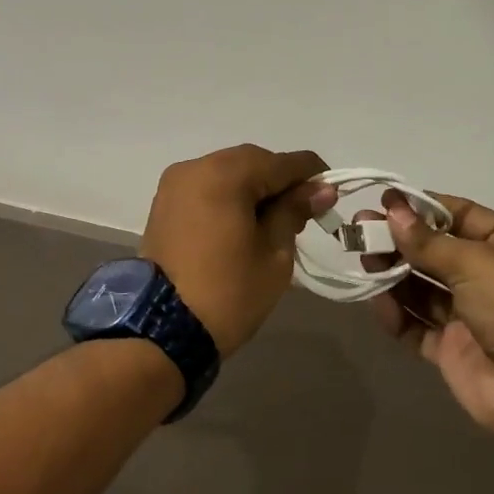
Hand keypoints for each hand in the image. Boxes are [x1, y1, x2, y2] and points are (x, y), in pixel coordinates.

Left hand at [140, 145, 336, 356]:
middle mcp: (196, 167)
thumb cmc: (228, 292)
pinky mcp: (164, 203)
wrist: (161, 330)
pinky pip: (207, 187)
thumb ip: (295, 211)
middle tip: (305, 210)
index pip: (280, 162)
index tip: (332, 191)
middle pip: (251, 162)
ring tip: (276, 219)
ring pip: (227, 172)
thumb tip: (320, 189)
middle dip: (280, 180)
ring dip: (254, 187)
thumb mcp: (274, 254)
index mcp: (225, 174)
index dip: (311, 174)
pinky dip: (229, 196)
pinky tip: (245, 220)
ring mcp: (175, 184)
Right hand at [372, 194, 493, 473]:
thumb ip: (428, 241)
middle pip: (435, 250)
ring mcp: (470, 315)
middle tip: (359, 232)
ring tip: (363, 262)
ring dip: (393, 273)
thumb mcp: (477, 263)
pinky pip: (417, 325)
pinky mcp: (453, 350)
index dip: (421, 208)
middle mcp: (490, 277)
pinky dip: (397, 314)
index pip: (458, 214)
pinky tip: (378, 303)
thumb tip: (391, 209)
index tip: (383, 201)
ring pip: (422, 286)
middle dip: (399, 240)